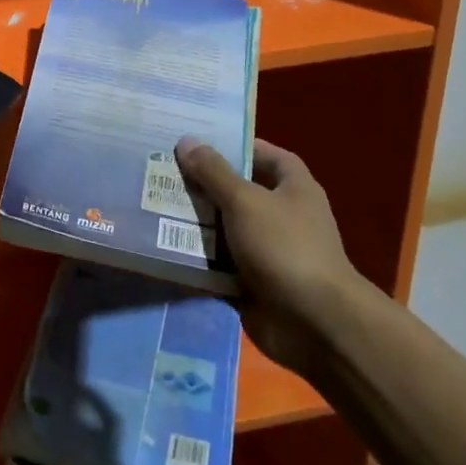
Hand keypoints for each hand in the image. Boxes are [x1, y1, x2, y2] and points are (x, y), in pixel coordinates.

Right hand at [175, 137, 357, 369]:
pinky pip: (217, 264)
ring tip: (152, 203)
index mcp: (293, 189)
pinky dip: (195, 258)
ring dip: (194, 221)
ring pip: (223, 228)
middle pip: (238, 191)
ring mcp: (267, 251)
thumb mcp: (245, 201)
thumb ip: (214, 172)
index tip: (199, 142)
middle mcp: (282, 216)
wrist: (313, 323)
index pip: (267, 155)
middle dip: (203, 183)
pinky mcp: (251, 281)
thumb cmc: (285, 247)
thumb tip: (187, 141)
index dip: (237, 146)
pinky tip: (162, 245)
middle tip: (162, 170)